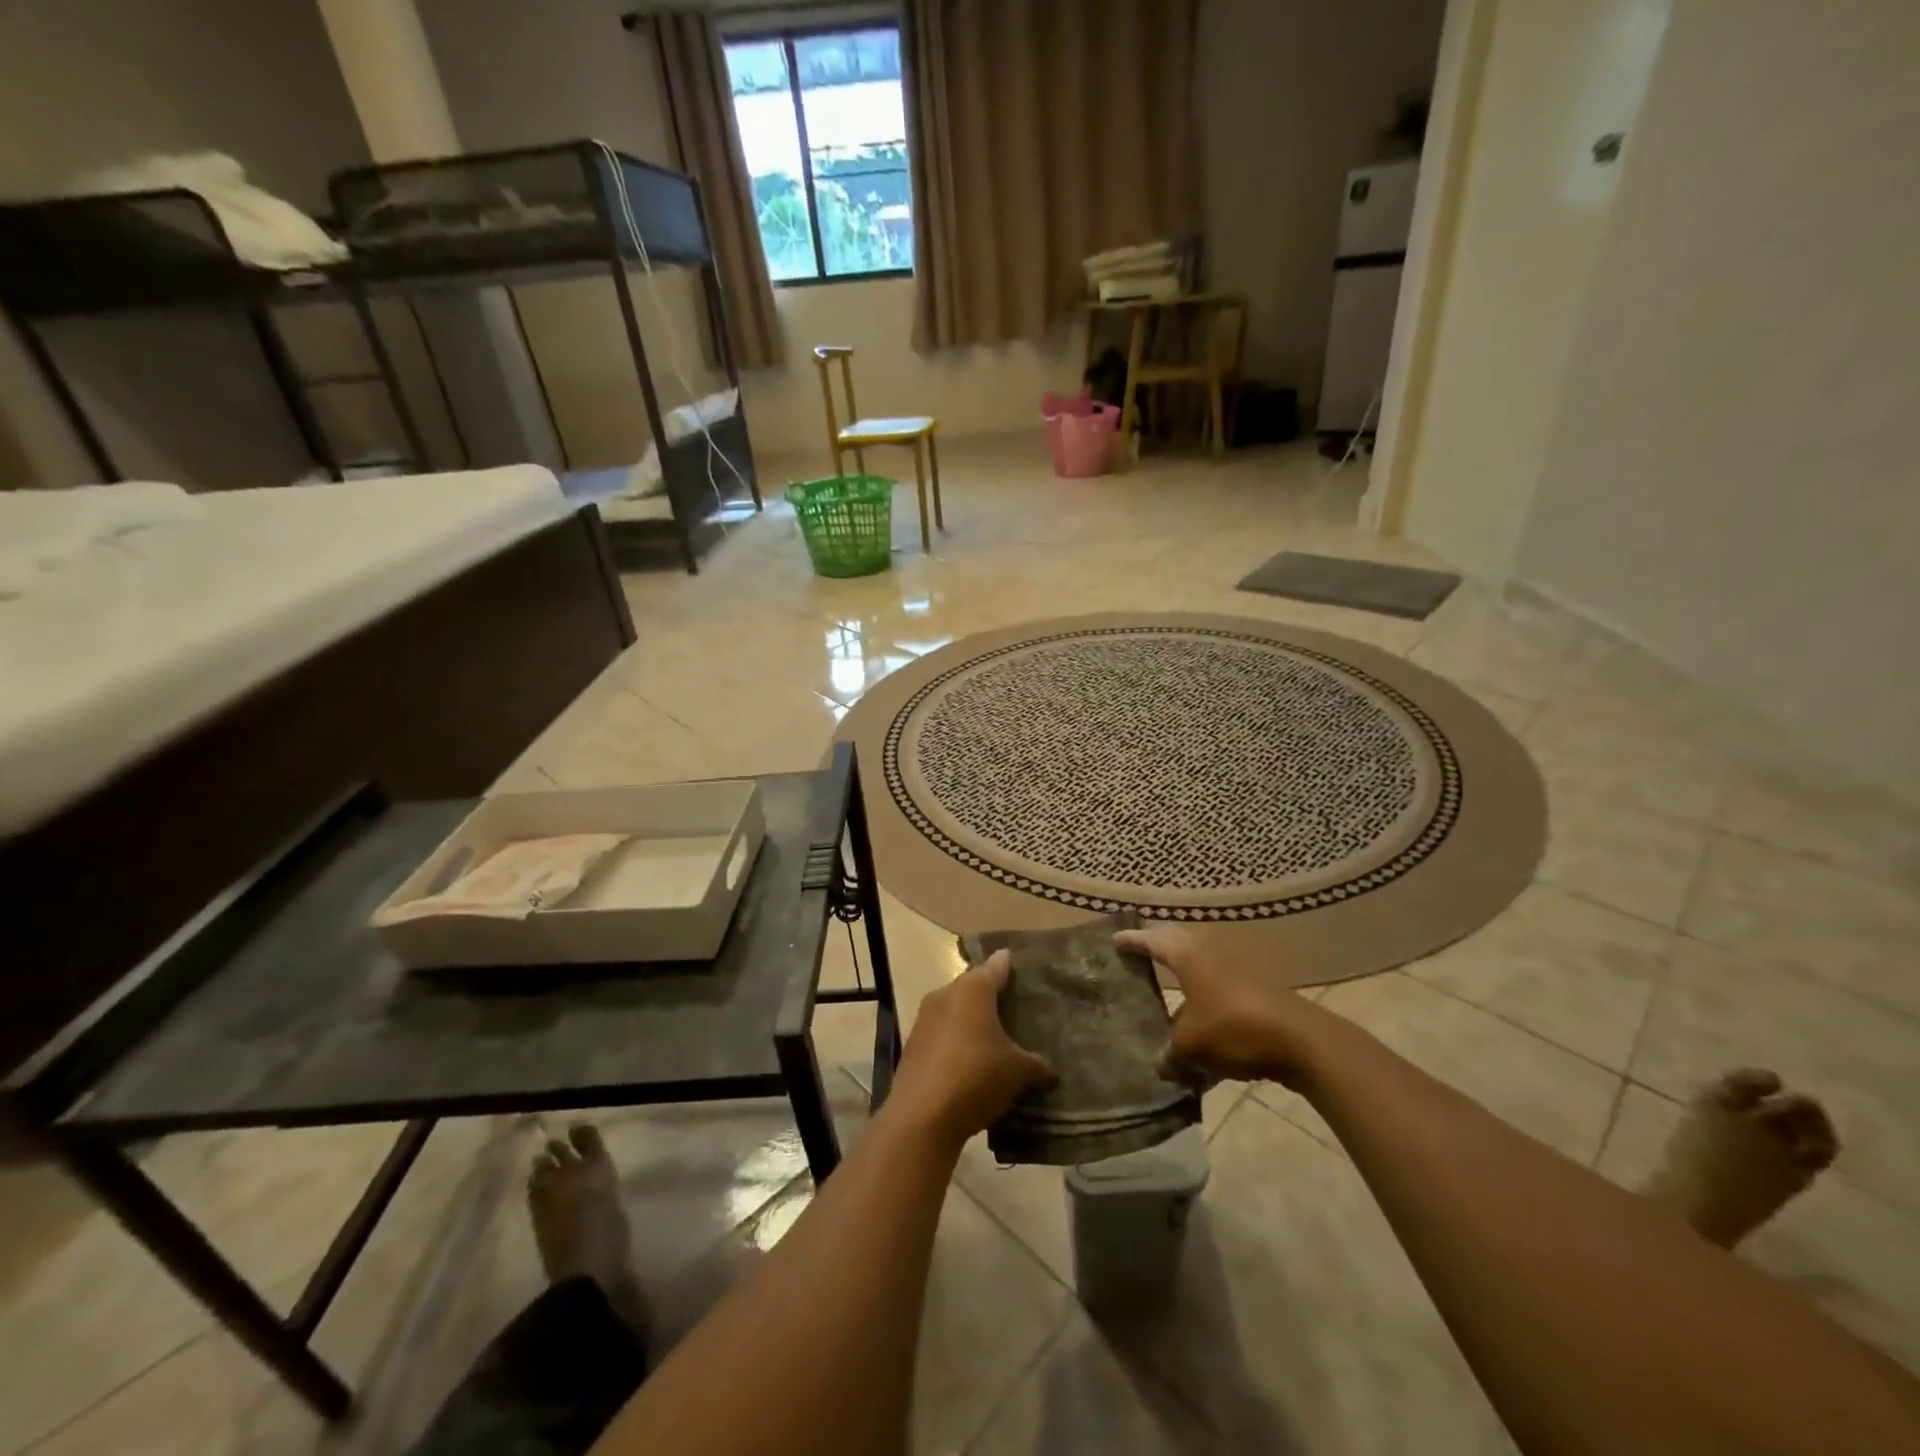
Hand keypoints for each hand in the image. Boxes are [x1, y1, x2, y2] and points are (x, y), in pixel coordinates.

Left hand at [887, 951, 1056, 1148]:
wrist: (921, 1116)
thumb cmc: (976, 1077)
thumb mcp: (1017, 1072)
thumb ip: (1037, 1066)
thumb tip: (1052, 1071)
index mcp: (973, 990)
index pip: (995, 967)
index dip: (1008, 966)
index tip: (1017, 963)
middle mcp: (946, 995)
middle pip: (972, 986)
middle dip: (989, 993)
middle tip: (1011, 1003)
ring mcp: (925, 1019)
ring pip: (953, 1009)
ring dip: (969, 1018)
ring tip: (992, 1033)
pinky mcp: (913, 1045)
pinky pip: (941, 1032)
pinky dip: (955, 1039)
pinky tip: (968, 1058)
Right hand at [1116, 925, 1327, 1088]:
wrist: (1301, 1041)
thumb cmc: (1234, 1028)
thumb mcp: (1191, 1046)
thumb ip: (1170, 1054)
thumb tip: (1161, 1066)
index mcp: (1187, 954)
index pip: (1151, 940)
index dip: (1132, 942)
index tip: (1114, 941)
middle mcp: (1209, 952)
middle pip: (1176, 946)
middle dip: (1157, 951)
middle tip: (1137, 958)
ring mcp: (1235, 969)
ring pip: (1199, 969)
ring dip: (1183, 980)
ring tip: (1164, 995)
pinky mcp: (1254, 990)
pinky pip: (1217, 989)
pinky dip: (1203, 1000)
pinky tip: (1199, 1027)